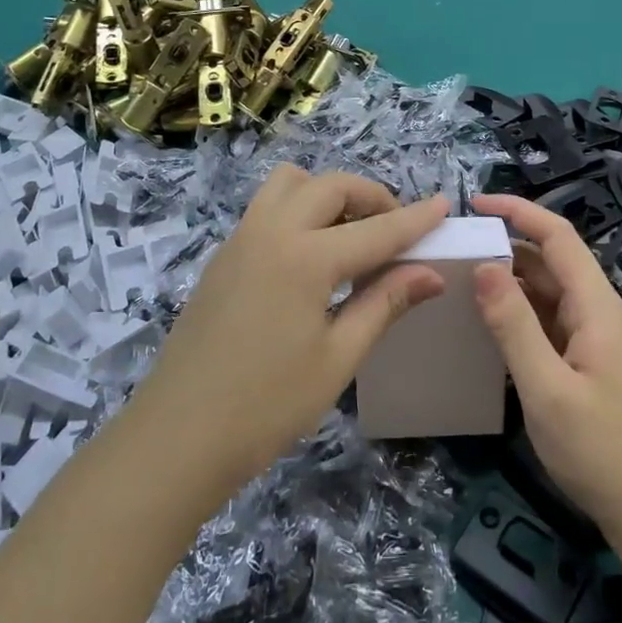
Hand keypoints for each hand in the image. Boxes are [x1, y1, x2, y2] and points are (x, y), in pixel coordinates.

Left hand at [132, 166, 449, 493]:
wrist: (176, 438)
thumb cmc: (266, 406)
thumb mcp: (337, 357)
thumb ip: (385, 304)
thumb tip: (432, 273)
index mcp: (304, 257)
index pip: (376, 229)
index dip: (415, 219)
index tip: (445, 204)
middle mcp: (271, 231)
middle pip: (330, 185)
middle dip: (371, 197)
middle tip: (395, 230)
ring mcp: (240, 239)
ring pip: (290, 184)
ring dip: (327, 194)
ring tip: (349, 235)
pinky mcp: (223, 256)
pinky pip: (267, 208)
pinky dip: (299, 211)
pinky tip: (311, 258)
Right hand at [471, 194, 621, 553]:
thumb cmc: (601, 450)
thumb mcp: (547, 388)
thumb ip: (513, 325)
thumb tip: (483, 265)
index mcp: (596, 306)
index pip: (558, 236)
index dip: (519, 211)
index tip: (475, 203)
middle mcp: (599, 312)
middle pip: (552, 261)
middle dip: (508, 244)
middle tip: (457, 248)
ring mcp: (596, 338)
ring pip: (550, 291)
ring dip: (512, 280)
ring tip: (464, 278)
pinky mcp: (590, 362)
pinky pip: (551, 321)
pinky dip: (521, 312)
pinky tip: (491, 323)